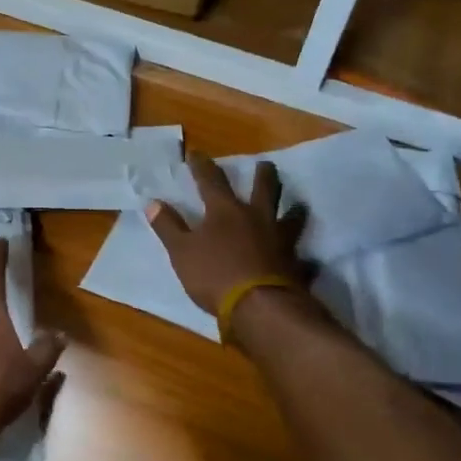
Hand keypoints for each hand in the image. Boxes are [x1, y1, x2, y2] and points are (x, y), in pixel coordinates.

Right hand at [146, 155, 309, 315]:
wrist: (258, 306)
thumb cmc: (214, 274)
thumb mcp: (181, 251)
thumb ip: (168, 226)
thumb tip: (152, 202)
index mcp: (225, 212)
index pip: (211, 181)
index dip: (202, 166)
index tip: (196, 154)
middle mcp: (257, 219)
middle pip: (263, 190)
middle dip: (262, 175)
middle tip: (265, 165)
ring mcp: (280, 241)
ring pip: (292, 219)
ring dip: (295, 211)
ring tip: (298, 206)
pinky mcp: (295, 266)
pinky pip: (304, 261)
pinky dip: (305, 261)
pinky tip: (308, 262)